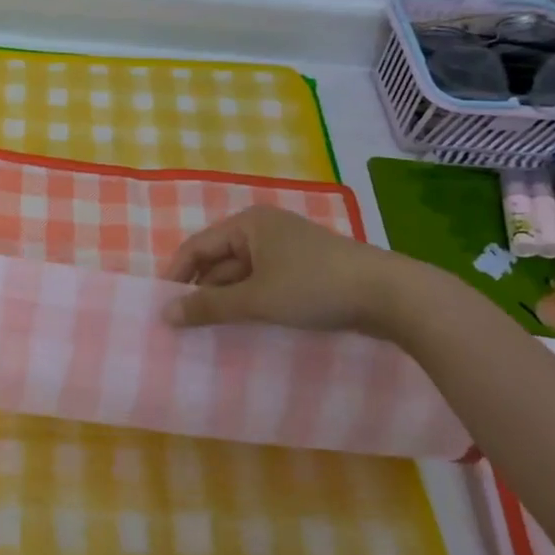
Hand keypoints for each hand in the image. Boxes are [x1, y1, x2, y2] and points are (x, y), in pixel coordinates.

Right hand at [160, 205, 429, 336]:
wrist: (391, 295)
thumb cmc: (314, 287)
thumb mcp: (256, 299)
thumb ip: (208, 307)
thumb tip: (165, 314)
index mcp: (248, 224)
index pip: (197, 247)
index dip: (176, 275)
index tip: (162, 307)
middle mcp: (264, 229)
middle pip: (218, 259)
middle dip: (202, 290)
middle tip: (184, 324)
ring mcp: (287, 249)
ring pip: (242, 273)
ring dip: (227, 299)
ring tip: (210, 330)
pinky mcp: (306, 269)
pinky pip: (265, 282)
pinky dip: (251, 301)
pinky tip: (246, 325)